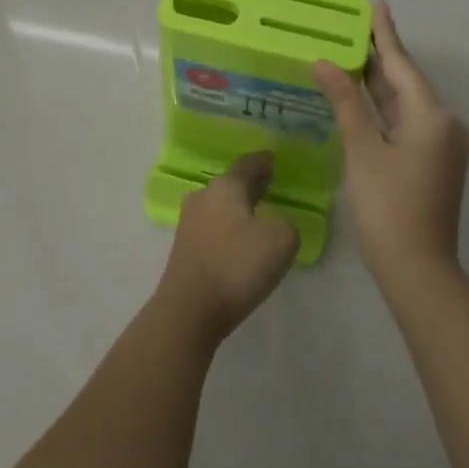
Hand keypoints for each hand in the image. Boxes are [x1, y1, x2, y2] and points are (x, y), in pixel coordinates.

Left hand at [156, 152, 298, 340]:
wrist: (189, 309)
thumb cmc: (237, 265)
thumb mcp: (281, 239)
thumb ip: (285, 223)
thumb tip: (273, 224)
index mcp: (225, 186)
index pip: (247, 164)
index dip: (263, 161)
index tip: (272, 158)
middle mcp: (204, 196)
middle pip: (231, 183)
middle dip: (250, 184)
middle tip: (268, 183)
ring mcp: (189, 222)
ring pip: (220, 205)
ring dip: (238, 207)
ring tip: (257, 214)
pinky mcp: (184, 248)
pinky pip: (212, 228)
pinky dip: (228, 228)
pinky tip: (238, 242)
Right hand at [313, 1, 468, 283]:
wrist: (418, 270)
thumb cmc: (387, 206)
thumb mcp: (362, 149)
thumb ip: (345, 102)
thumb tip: (325, 63)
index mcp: (432, 116)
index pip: (401, 64)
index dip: (385, 34)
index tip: (378, 4)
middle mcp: (444, 124)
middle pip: (406, 82)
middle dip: (379, 57)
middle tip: (355, 28)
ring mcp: (441, 145)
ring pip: (405, 103)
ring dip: (379, 83)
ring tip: (353, 55)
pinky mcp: (433, 162)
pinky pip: (406, 122)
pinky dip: (383, 108)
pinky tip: (362, 97)